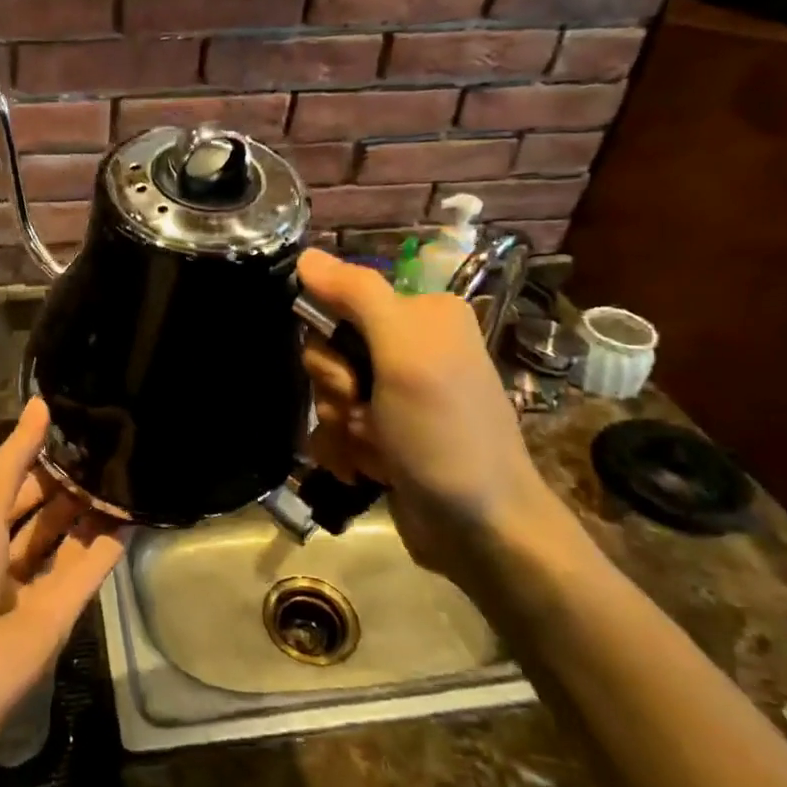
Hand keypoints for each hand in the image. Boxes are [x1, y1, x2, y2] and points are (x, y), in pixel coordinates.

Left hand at [0, 399, 130, 740]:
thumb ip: (16, 456)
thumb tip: (41, 402)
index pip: (11, 483)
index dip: (38, 456)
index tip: (76, 425)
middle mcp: (0, 554)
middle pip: (42, 511)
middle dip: (69, 482)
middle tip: (110, 445)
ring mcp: (32, 586)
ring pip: (68, 539)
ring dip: (91, 510)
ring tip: (125, 470)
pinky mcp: (62, 613)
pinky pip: (89, 570)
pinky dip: (109, 544)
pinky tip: (132, 511)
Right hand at [297, 249, 567, 581]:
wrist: (481, 531)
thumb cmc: (445, 434)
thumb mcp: (404, 355)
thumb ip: (357, 296)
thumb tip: (306, 254)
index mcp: (421, 315)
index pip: (339, 302)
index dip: (329, 342)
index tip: (350, 377)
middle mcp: (409, 347)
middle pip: (328, 350)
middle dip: (335, 391)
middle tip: (364, 415)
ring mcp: (397, 393)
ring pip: (328, 392)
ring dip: (339, 427)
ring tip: (373, 453)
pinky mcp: (387, 432)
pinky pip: (337, 426)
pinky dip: (344, 450)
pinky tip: (366, 472)